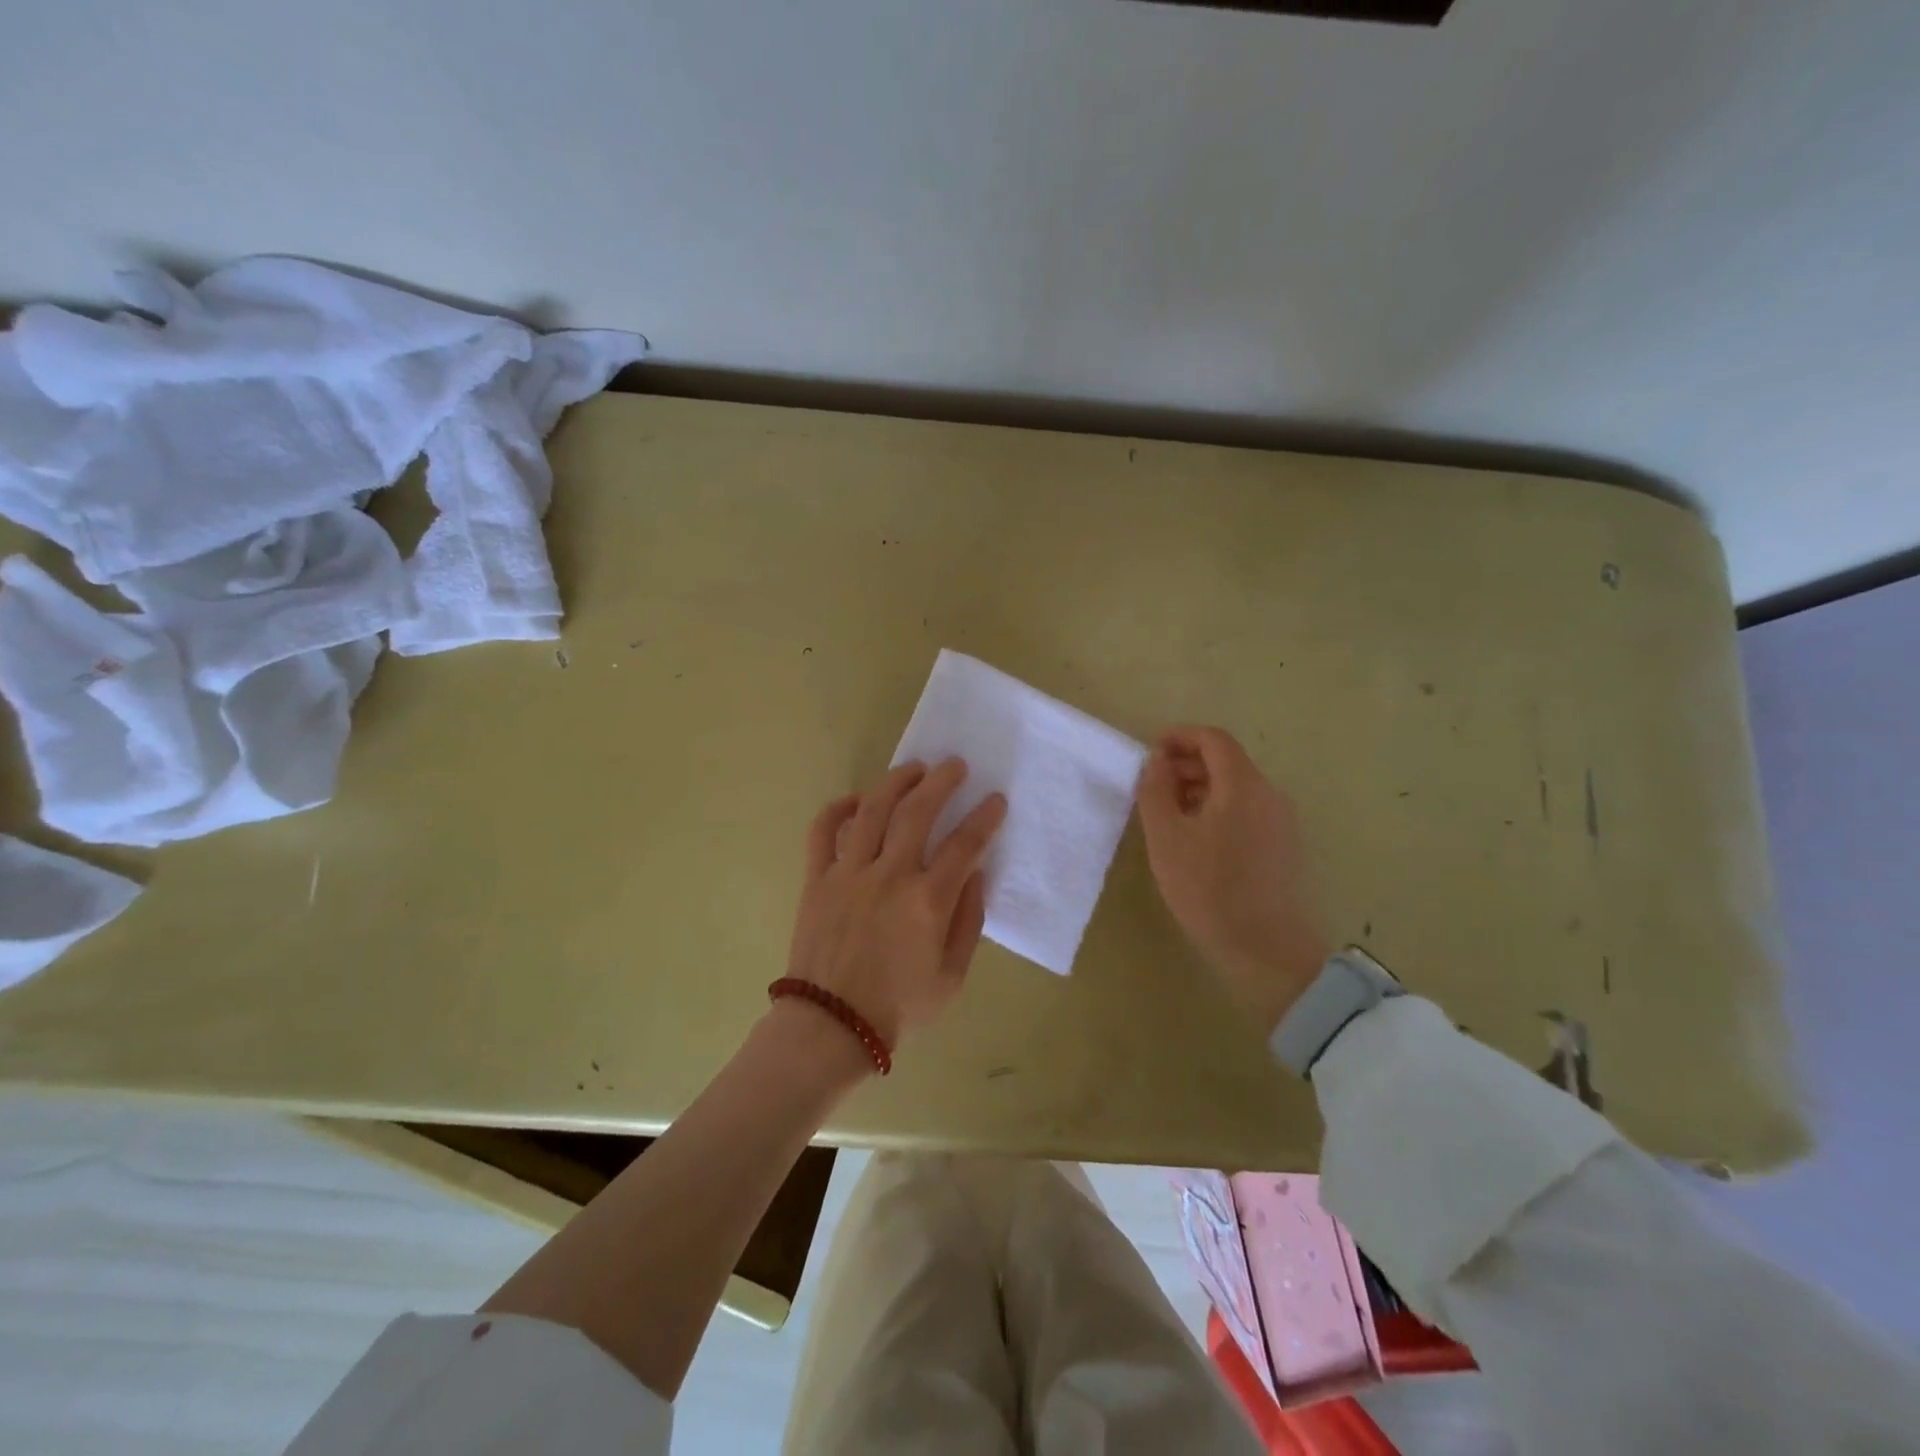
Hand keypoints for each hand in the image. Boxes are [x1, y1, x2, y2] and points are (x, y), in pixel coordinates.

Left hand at [786, 758, 1006, 1050]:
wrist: (830, 1026)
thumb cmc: (899, 1007)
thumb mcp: (952, 976)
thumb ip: (968, 920)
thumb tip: (974, 873)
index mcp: (927, 901)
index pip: (964, 844)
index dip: (984, 817)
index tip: (995, 800)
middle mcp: (889, 876)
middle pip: (918, 811)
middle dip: (942, 781)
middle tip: (956, 766)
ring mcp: (848, 873)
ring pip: (873, 809)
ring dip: (896, 781)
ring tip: (914, 768)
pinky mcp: (817, 878)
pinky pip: (823, 830)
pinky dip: (839, 807)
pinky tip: (858, 799)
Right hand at [1136, 725, 1329, 1033]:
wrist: (1266, 948)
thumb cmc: (1209, 888)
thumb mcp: (1166, 837)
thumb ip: (1156, 790)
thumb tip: (1158, 762)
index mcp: (1243, 785)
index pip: (1213, 739)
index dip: (1180, 736)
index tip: (1152, 751)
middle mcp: (1269, 794)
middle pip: (1227, 761)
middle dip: (1187, 763)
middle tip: (1154, 784)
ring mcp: (1282, 821)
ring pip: (1237, 788)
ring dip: (1201, 788)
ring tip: (1170, 813)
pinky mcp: (1284, 847)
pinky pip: (1248, 811)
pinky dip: (1219, 808)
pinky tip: (1197, 839)